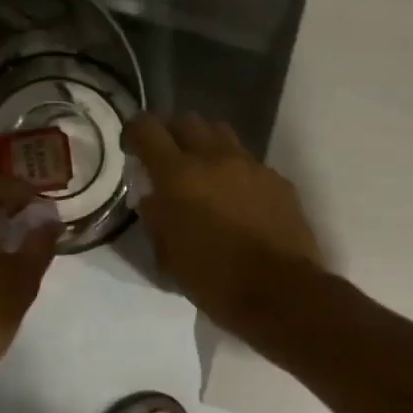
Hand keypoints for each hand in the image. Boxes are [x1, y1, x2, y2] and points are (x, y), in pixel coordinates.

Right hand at [125, 113, 324, 336]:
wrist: (280, 292)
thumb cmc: (214, 280)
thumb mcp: (168, 257)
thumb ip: (156, 219)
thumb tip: (154, 198)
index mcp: (178, 176)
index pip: (147, 128)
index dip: (135, 131)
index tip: (132, 147)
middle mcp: (214, 158)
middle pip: (187, 120)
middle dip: (173, 134)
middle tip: (169, 159)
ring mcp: (251, 165)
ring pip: (222, 133)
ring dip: (207, 145)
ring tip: (205, 173)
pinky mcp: (278, 180)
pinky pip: (250, 162)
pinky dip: (236, 171)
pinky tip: (239, 199)